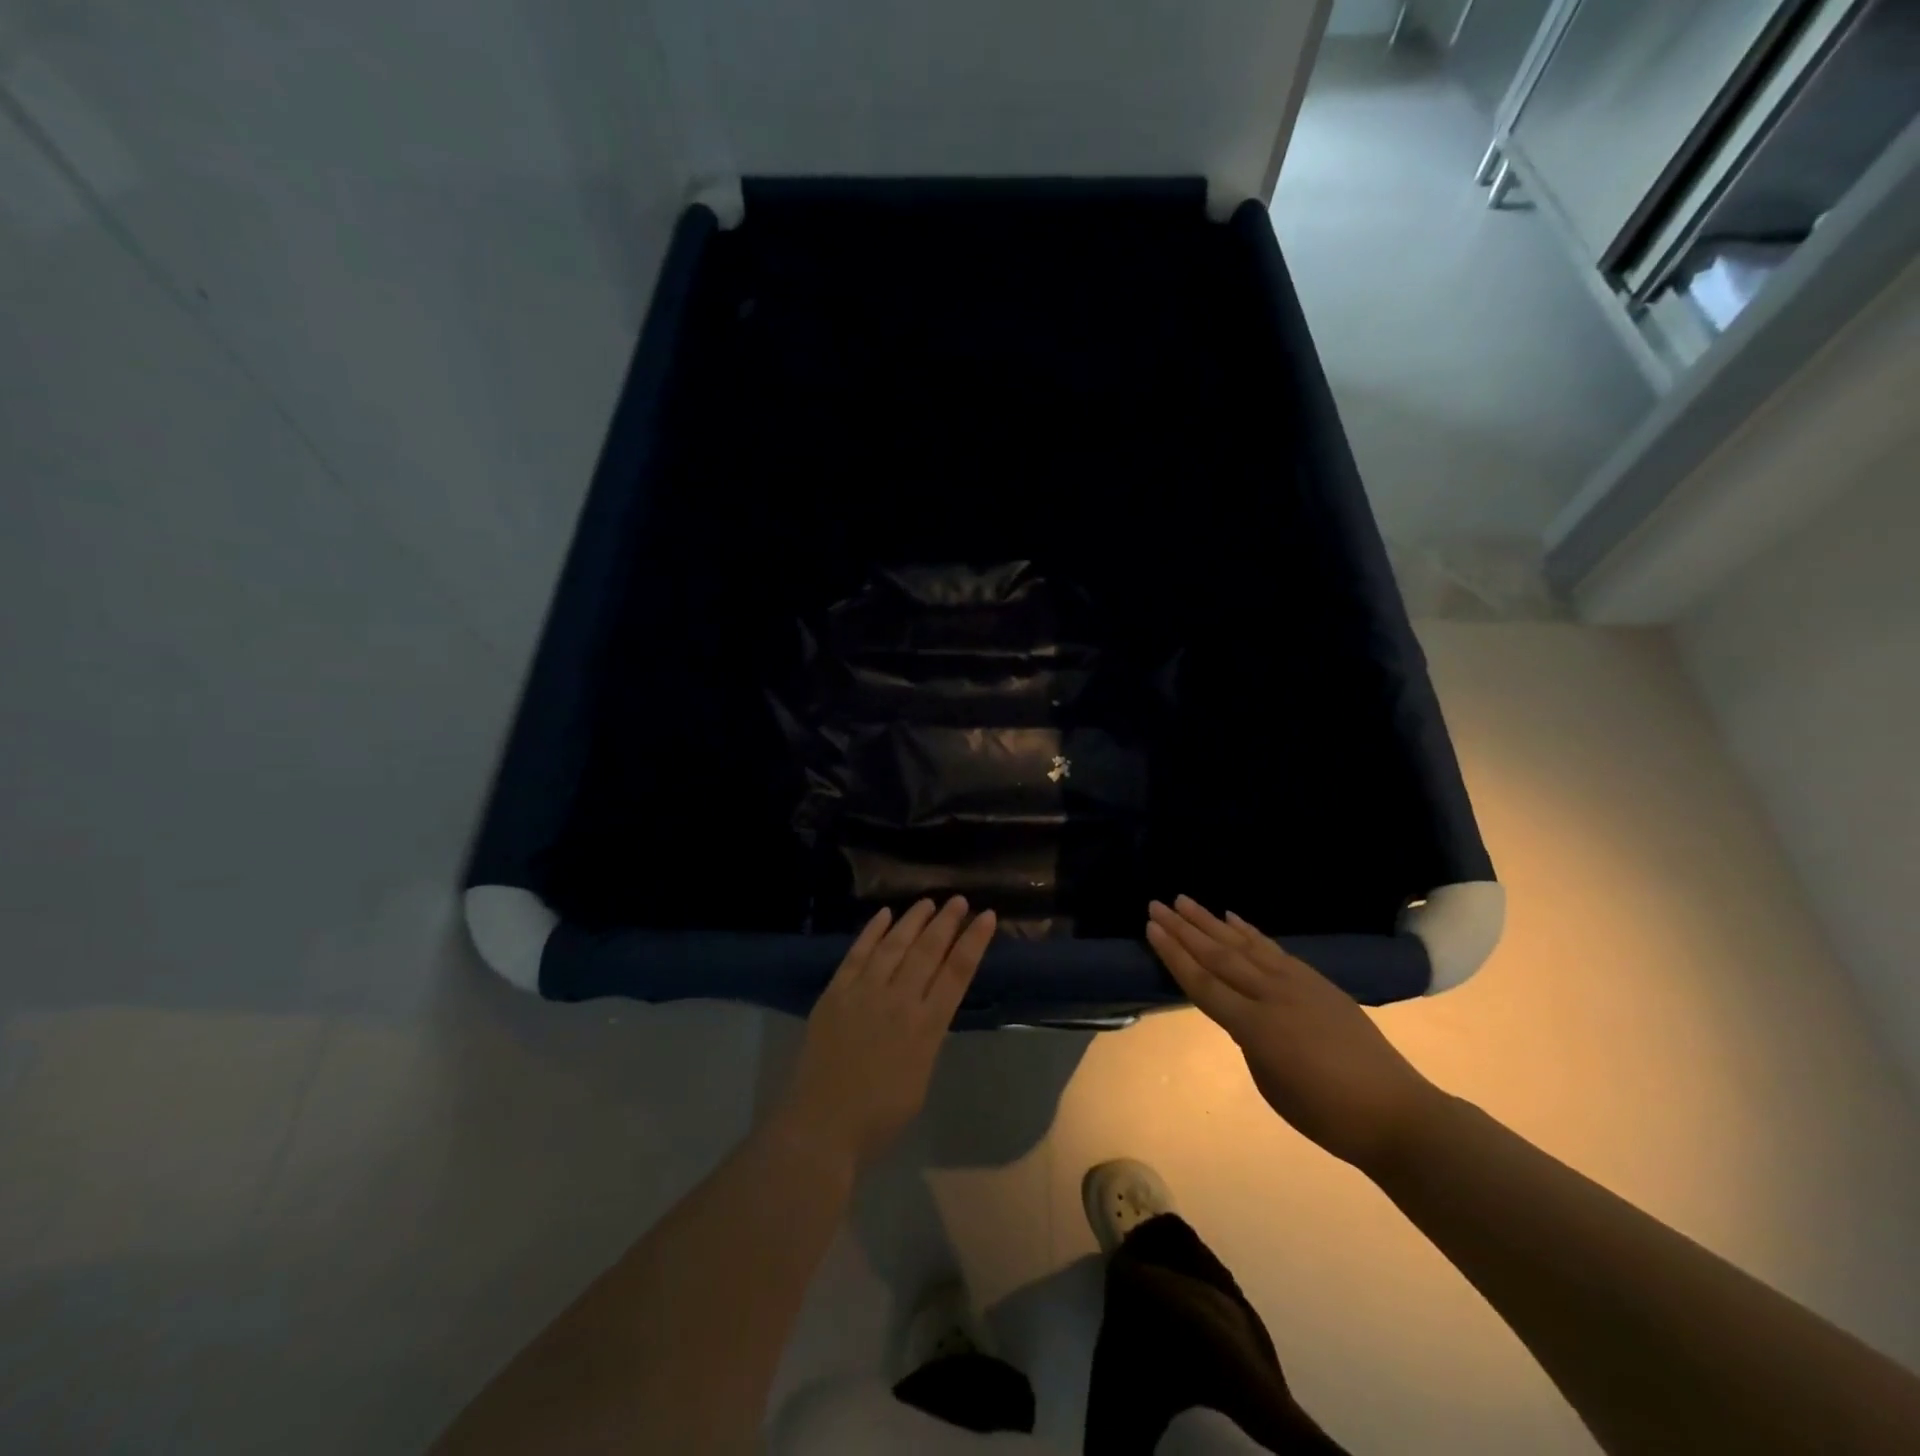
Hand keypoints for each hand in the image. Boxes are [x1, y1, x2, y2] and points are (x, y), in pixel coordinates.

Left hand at [779, 897, 996, 1170]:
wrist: (821, 1127)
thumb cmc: (878, 1118)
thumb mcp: (920, 1078)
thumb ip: (926, 1038)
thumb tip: (926, 1010)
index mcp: (926, 1027)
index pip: (957, 973)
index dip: (974, 942)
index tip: (987, 917)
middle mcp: (898, 1001)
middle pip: (928, 950)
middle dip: (947, 922)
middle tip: (959, 900)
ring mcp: (864, 992)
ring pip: (894, 945)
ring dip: (912, 920)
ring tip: (927, 902)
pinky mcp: (835, 993)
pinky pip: (856, 954)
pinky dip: (871, 932)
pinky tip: (883, 915)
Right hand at [1146, 896, 1440, 1171]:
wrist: (1395, 1112)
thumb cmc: (1325, 1114)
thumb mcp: (1270, 1082)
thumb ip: (1248, 1039)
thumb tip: (1237, 1012)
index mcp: (1256, 1028)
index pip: (1203, 984)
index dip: (1174, 956)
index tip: (1151, 929)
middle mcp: (1272, 996)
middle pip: (1218, 956)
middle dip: (1184, 929)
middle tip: (1156, 905)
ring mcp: (1297, 983)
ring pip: (1244, 945)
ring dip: (1211, 922)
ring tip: (1185, 901)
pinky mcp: (1316, 981)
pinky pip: (1274, 950)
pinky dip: (1250, 932)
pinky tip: (1233, 919)